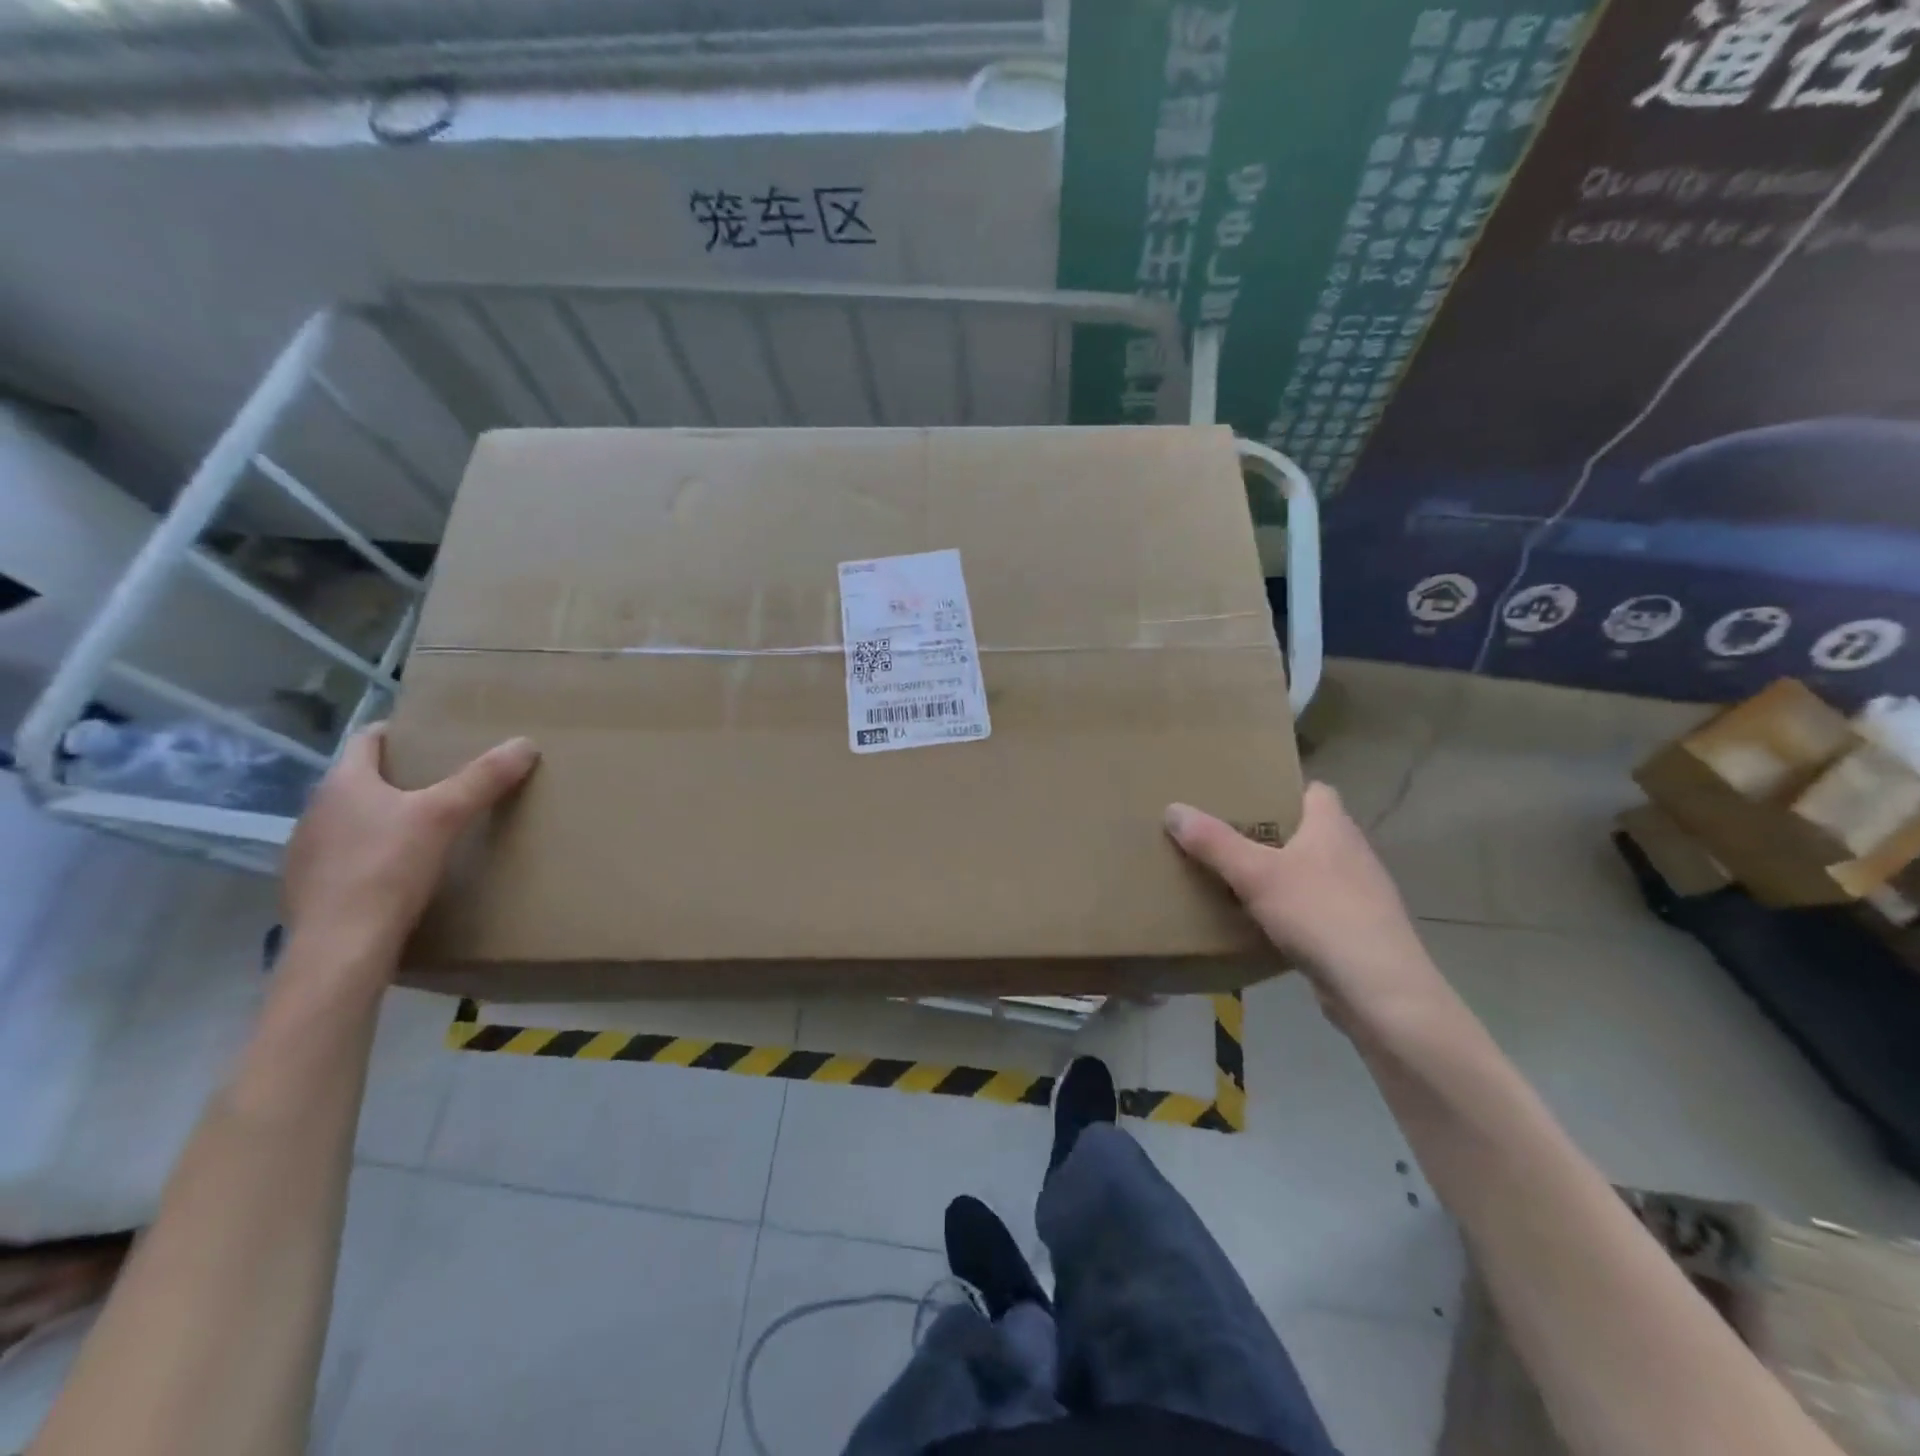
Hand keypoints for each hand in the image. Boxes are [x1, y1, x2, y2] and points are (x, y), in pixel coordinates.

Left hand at [282, 726, 539, 959]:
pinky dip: (372, 852)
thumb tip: (525, 743)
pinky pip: (346, 855)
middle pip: (361, 779)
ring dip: (384, 815)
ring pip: (352, 818)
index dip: (398, 732)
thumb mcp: (446, 816)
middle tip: (444, 779)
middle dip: (399, 776)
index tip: (430, 734)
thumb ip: (484, 778)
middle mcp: (316, 810)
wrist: (341, 948)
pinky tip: (400, 870)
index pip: (366, 739)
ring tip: (427, 825)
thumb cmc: (388, 868)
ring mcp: (307, 851)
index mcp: (342, 783)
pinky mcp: (310, 888)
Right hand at [1164, 784, 1445, 1029]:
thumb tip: (1173, 808)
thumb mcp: (1255, 874)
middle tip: (1228, 837)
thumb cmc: (1320, 914)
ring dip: (1283, 874)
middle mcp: (1353, 853)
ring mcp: (1361, 894)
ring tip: (1238, 879)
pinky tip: (1265, 924)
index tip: (1248, 798)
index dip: (1284, 790)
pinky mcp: (1359, 930)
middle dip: (1273, 834)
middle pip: (1310, 831)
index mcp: (1333, 827)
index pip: (1316, 791)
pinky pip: (1318, 907)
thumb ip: (1213, 842)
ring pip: (1314, 871)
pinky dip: (1293, 909)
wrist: (1380, 990)